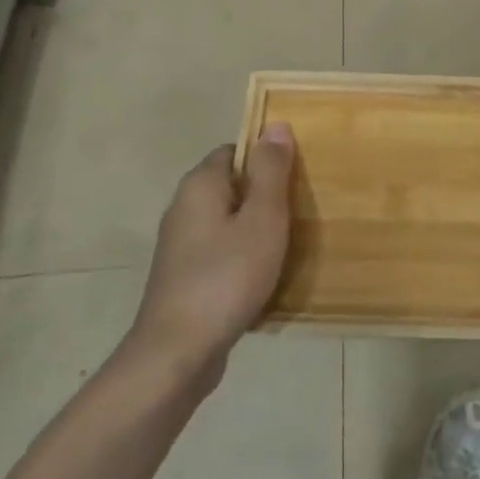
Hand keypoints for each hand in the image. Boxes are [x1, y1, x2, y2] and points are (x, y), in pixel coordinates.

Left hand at [126, 126, 294, 385]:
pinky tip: (266, 274)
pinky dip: (244, 255)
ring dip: (257, 228)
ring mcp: (181, 245)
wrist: (177, 353)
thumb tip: (274, 124)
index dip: (267, 158)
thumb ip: (270, 171)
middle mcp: (184, 208)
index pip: (236, 150)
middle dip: (266, 194)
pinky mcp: (184, 277)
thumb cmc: (226, 276)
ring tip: (291, 242)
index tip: (298, 176)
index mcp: (200, 185)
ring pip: (228, 221)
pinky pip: (221, 251)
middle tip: (302, 209)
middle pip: (233, 185)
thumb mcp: (262, 219)